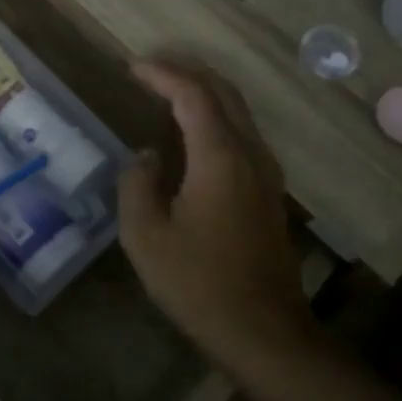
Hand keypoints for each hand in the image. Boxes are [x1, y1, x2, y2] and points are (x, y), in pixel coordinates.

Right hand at [118, 60, 317, 370]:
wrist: (264, 333)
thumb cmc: (198, 284)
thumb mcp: (145, 236)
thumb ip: (137, 183)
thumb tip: (147, 155)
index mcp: (219, 157)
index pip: (193, 94)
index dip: (162, 74)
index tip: (132, 67)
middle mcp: (250, 154)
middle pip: (224, 93)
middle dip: (187, 72)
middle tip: (150, 70)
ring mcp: (266, 174)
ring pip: (239, 112)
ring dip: (204, 93)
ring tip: (168, 91)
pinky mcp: (269, 193)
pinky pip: (243, 134)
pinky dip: (216, 117)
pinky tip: (194, 133)